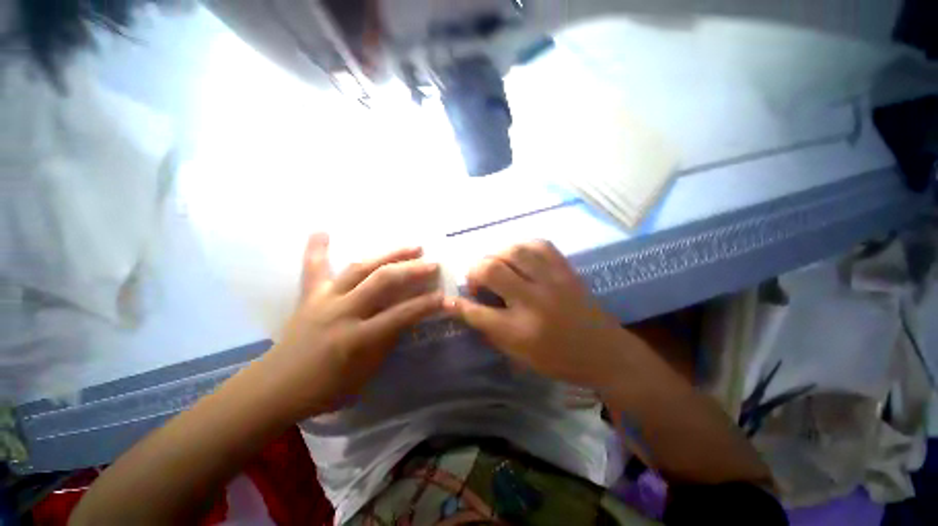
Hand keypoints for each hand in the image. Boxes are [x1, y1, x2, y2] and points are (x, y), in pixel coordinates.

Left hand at [260, 233, 442, 419]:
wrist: (275, 388)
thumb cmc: (325, 388)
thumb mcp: (365, 373)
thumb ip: (387, 341)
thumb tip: (406, 317)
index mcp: (357, 339)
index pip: (401, 315)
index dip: (426, 305)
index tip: (444, 296)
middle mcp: (342, 312)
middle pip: (382, 282)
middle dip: (411, 270)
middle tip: (432, 263)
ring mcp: (324, 300)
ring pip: (359, 268)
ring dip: (388, 254)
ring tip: (410, 245)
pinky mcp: (309, 296)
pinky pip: (313, 268)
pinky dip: (318, 249)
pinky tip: (322, 230)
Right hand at [445, 240, 637, 389]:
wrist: (605, 352)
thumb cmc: (559, 359)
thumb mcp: (519, 355)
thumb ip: (490, 330)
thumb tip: (465, 308)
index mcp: (521, 330)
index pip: (478, 312)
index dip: (458, 305)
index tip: (448, 299)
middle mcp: (534, 300)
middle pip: (492, 270)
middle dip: (475, 271)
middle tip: (478, 280)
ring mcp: (553, 280)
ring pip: (514, 251)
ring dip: (497, 255)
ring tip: (497, 266)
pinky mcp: (566, 269)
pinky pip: (540, 245)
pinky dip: (522, 247)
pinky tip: (519, 257)